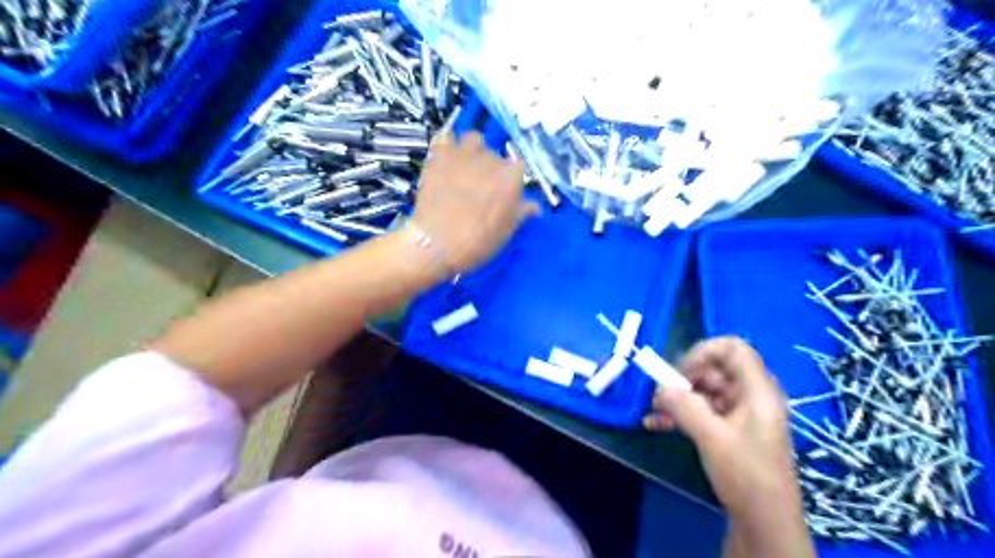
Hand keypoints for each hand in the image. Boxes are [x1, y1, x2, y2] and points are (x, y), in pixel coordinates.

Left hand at [410, 130, 541, 268]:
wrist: (436, 244)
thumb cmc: (477, 242)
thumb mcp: (506, 232)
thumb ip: (521, 213)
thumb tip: (534, 206)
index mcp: (512, 177)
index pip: (517, 170)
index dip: (509, 182)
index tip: (501, 196)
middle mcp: (491, 158)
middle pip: (496, 156)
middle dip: (490, 169)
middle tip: (480, 189)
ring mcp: (464, 154)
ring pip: (474, 139)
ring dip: (472, 150)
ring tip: (465, 167)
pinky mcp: (439, 155)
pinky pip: (446, 138)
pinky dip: (447, 145)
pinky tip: (445, 159)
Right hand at [646, 338, 798, 521]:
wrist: (764, 522)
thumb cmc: (746, 476)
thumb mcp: (712, 438)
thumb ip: (683, 407)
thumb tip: (659, 386)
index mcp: (757, 391)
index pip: (733, 348)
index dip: (703, 352)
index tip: (680, 372)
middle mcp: (750, 396)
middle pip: (714, 369)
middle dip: (683, 378)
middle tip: (660, 394)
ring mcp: (740, 413)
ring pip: (704, 391)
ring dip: (677, 398)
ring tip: (653, 410)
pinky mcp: (730, 429)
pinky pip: (702, 410)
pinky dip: (680, 414)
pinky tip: (655, 424)